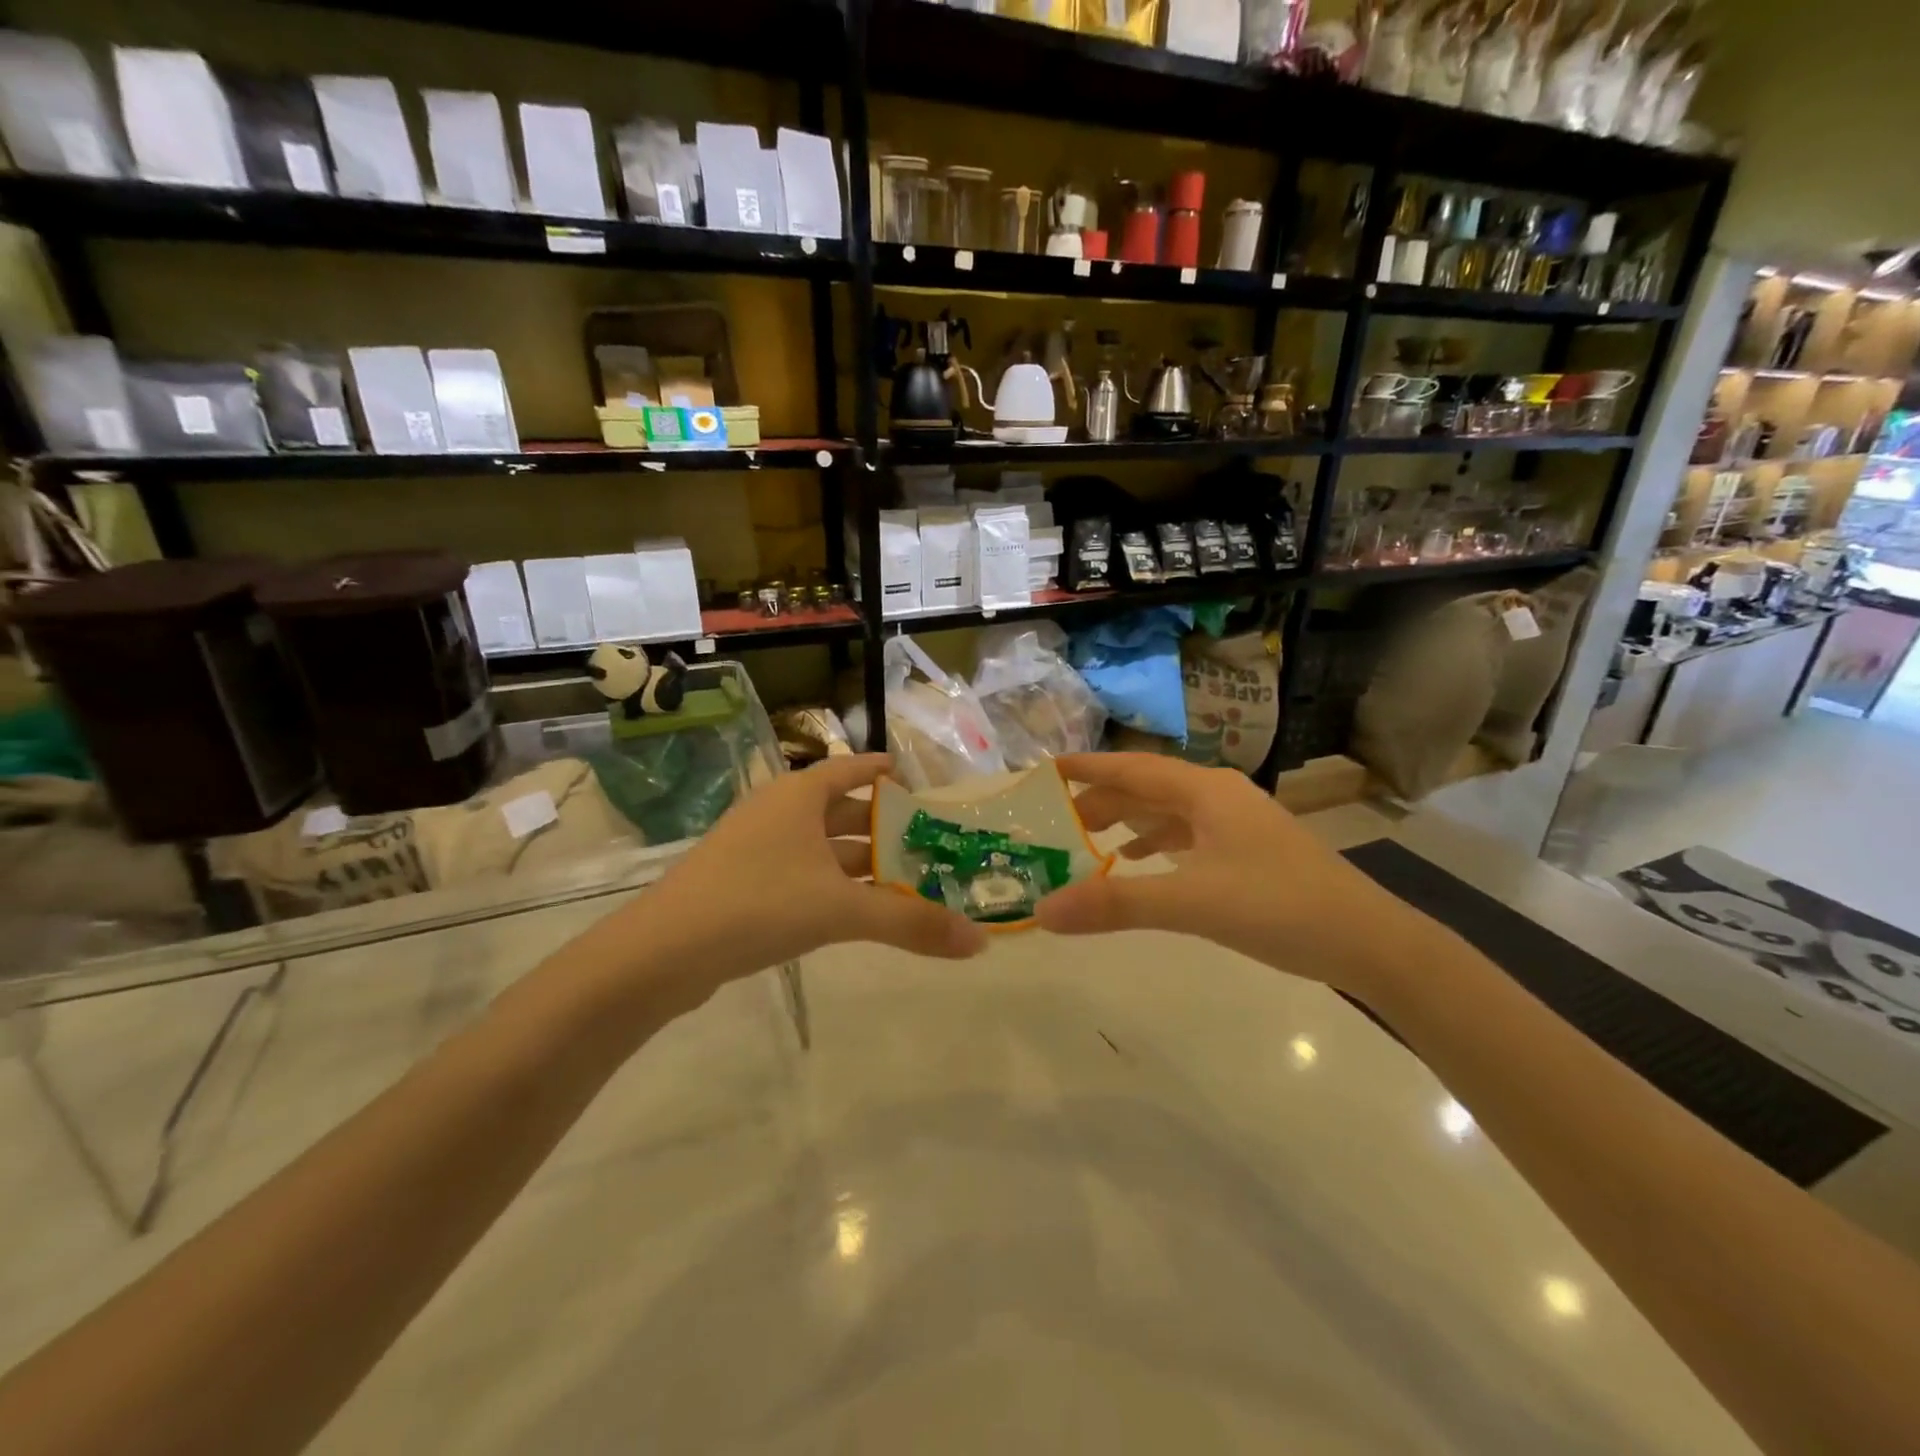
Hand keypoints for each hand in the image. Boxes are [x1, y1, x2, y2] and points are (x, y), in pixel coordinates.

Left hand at [625, 754, 986, 1004]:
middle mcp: (779, 811)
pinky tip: (856, 912)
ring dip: (862, 864)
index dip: (886, 774)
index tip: (919, 784)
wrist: (663, 951)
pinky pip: (803, 873)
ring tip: (906, 884)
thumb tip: (979, 942)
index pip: (853, 769)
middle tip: (930, 847)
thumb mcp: (842, 909)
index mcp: (800, 795)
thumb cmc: (759, 904)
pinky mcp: (743, 882)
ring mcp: (757, 847)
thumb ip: (911, 923)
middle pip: (844, 811)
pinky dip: (834, 886)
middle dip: (885, 829)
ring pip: (823, 848)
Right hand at [1035, 754, 1429, 996]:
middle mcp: (1219, 796)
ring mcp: (1237, 823)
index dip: (1087, 767)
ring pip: (1168, 812)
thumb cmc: (1279, 907)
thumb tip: (1043, 910)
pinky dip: (1155, 844)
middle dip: (1101, 800)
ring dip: (1127, 822)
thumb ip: (1115, 904)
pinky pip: (1188, 835)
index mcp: (1205, 791)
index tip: (1045, 769)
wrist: (1370, 942)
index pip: (1131, 768)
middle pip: (1147, 788)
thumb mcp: (1191, 903)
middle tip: (1056, 820)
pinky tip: (1140, 863)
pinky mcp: (1249, 850)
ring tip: (1087, 840)